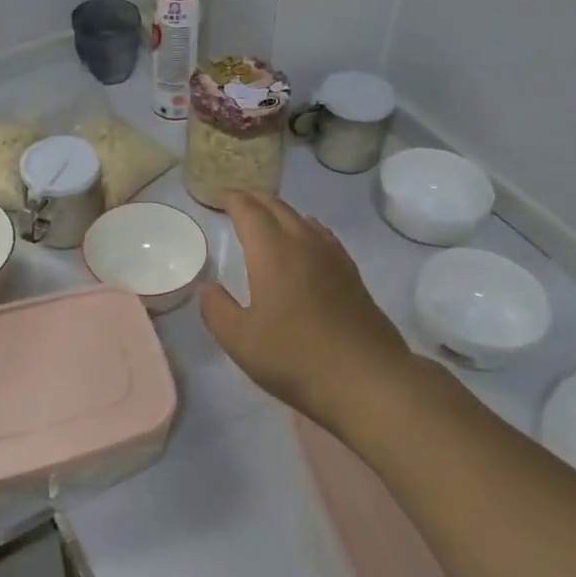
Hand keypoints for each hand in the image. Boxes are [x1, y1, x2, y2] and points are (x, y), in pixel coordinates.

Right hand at [199, 192, 411, 424]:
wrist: (366, 379)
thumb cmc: (294, 357)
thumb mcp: (240, 340)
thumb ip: (217, 309)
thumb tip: (209, 288)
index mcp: (272, 251)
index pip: (250, 212)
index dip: (234, 201)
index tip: (222, 197)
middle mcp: (303, 243)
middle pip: (278, 208)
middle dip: (256, 200)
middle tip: (239, 201)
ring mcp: (332, 257)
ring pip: (302, 219)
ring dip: (281, 212)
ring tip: (268, 218)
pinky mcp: (351, 274)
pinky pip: (323, 236)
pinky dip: (306, 228)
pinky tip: (307, 243)